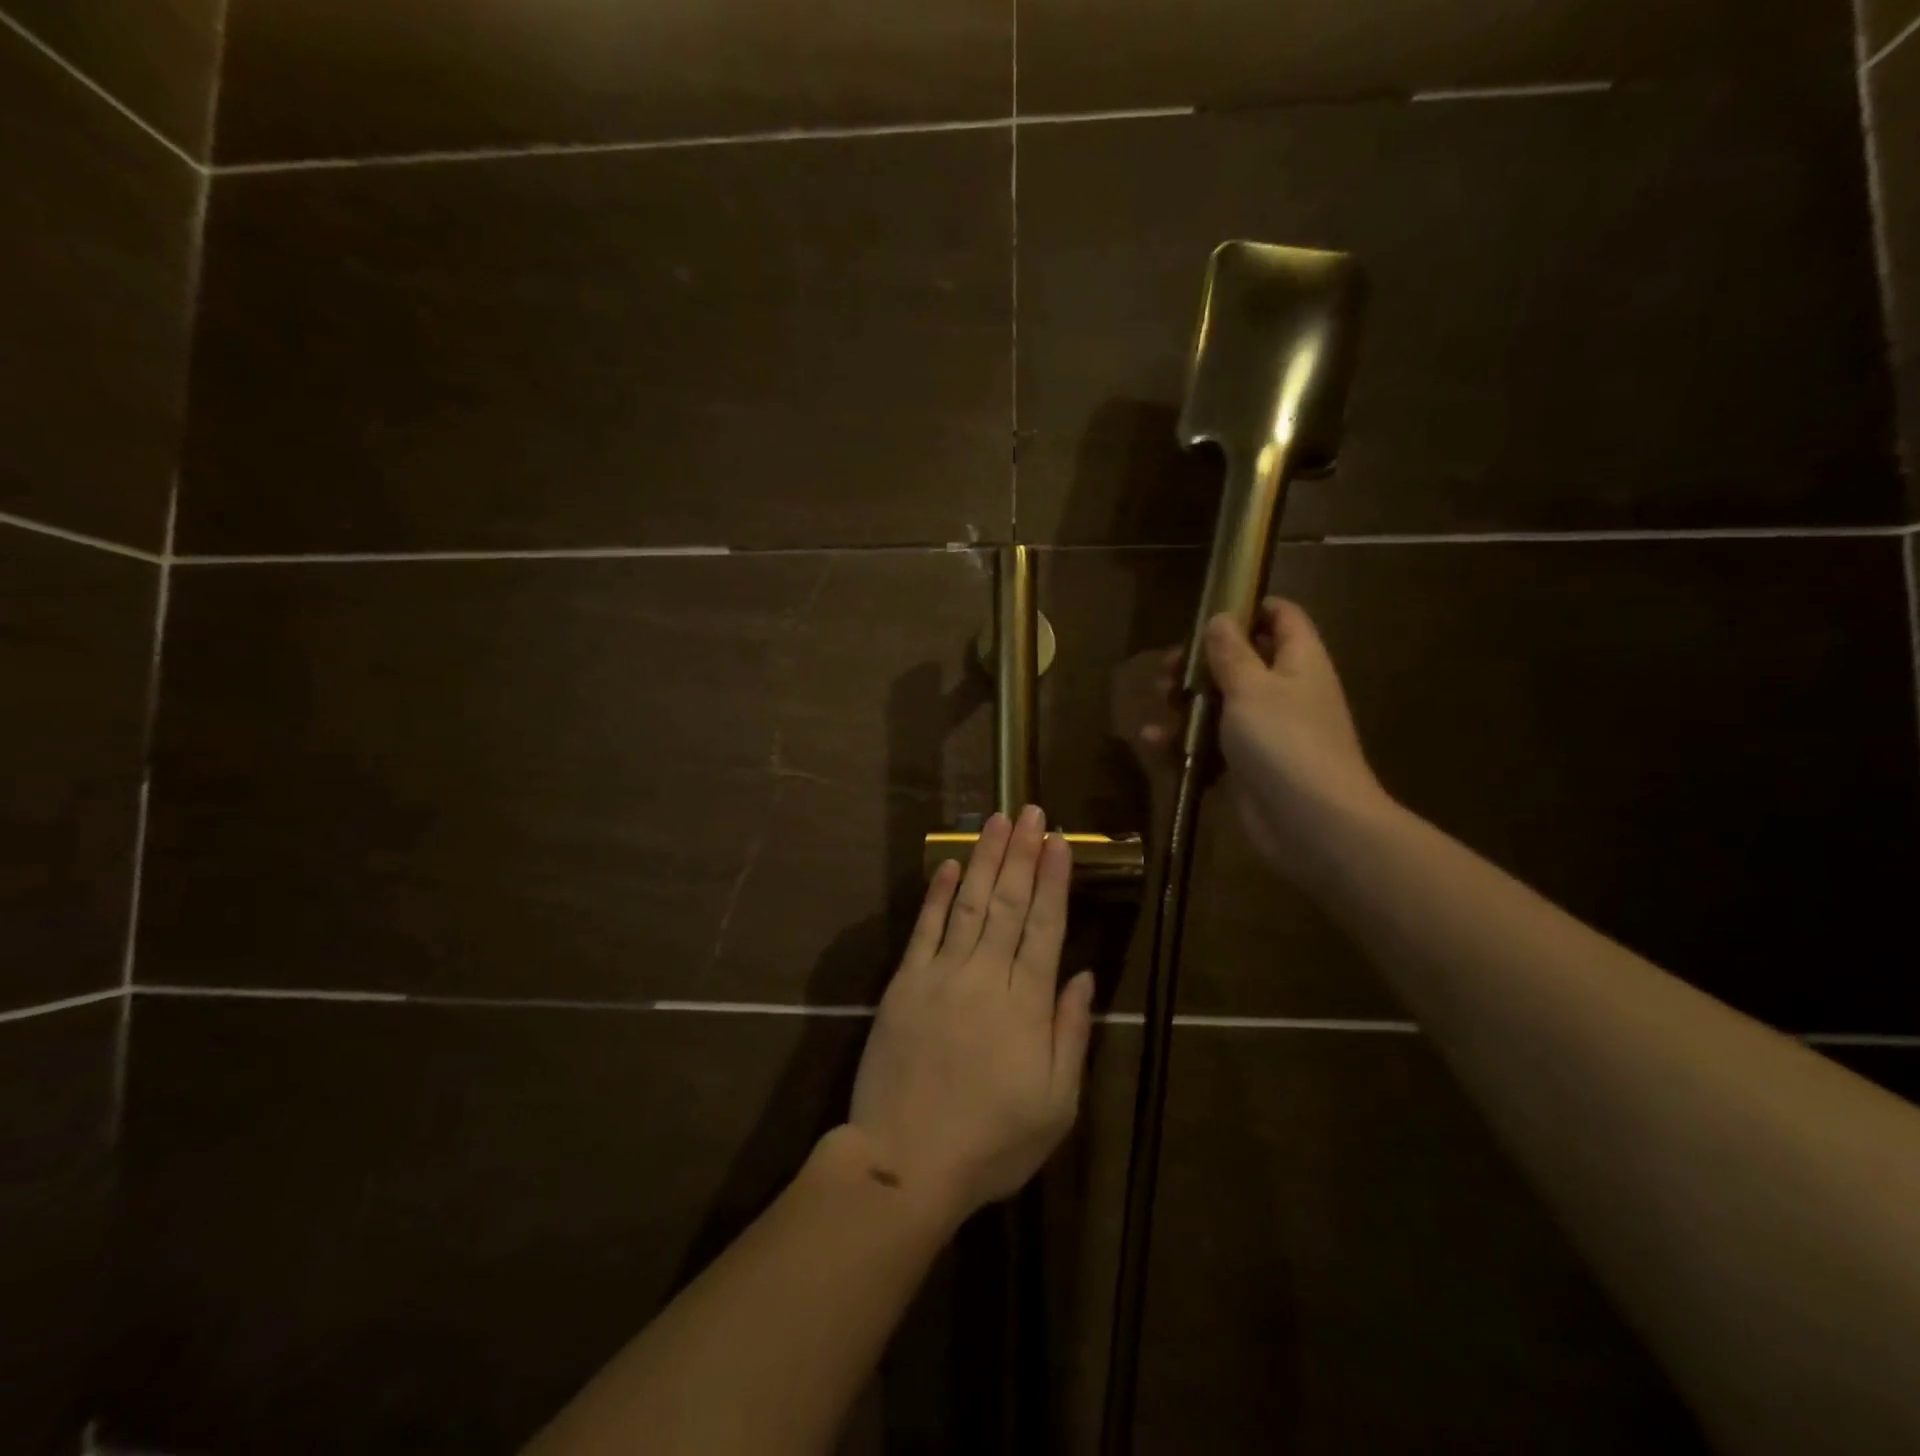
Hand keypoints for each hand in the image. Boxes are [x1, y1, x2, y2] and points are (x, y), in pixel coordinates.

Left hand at [845, 807, 1093, 1222]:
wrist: (906, 1161)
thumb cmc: (991, 1142)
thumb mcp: (1055, 1105)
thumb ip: (1070, 1034)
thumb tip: (1082, 976)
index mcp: (1026, 1005)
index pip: (1045, 927)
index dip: (1053, 881)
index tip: (1060, 841)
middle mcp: (985, 976)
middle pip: (1009, 903)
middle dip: (1022, 854)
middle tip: (1031, 812)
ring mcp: (940, 975)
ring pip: (969, 904)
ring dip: (984, 859)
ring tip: (997, 821)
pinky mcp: (904, 984)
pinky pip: (925, 929)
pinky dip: (938, 895)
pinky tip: (949, 865)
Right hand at [1119, 599, 1389, 884]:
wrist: (1312, 824)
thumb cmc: (1285, 742)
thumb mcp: (1252, 688)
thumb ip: (1232, 652)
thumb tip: (1221, 618)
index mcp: (1298, 663)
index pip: (1282, 618)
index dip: (1250, 607)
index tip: (1208, 611)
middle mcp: (1284, 693)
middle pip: (1241, 662)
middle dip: (1200, 662)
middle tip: (1166, 668)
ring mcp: (1265, 733)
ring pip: (1220, 705)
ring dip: (1185, 702)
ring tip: (1158, 701)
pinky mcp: (1245, 768)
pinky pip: (1209, 747)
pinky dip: (1183, 743)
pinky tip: (1153, 742)